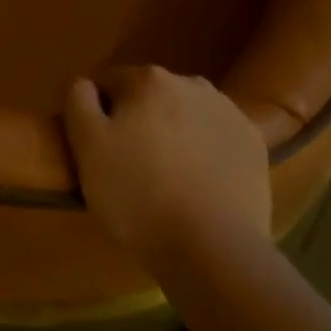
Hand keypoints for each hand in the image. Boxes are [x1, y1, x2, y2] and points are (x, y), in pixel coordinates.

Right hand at [63, 66, 270, 266]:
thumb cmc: (139, 197)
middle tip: (132, 167)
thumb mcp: (88, 148)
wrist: (214, 251)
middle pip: (149, 95)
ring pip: (184, 113)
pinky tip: (200, 183)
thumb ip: (78, 100)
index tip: (99, 151)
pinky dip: (205, 150)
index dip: (98, 115)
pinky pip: (215, 136)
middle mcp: (190, 82)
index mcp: (148, 78)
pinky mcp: (253, 142)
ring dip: (173, 132)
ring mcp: (227, 110)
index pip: (108, 83)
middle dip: (138, 120)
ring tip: (168, 178)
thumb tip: (85, 83)